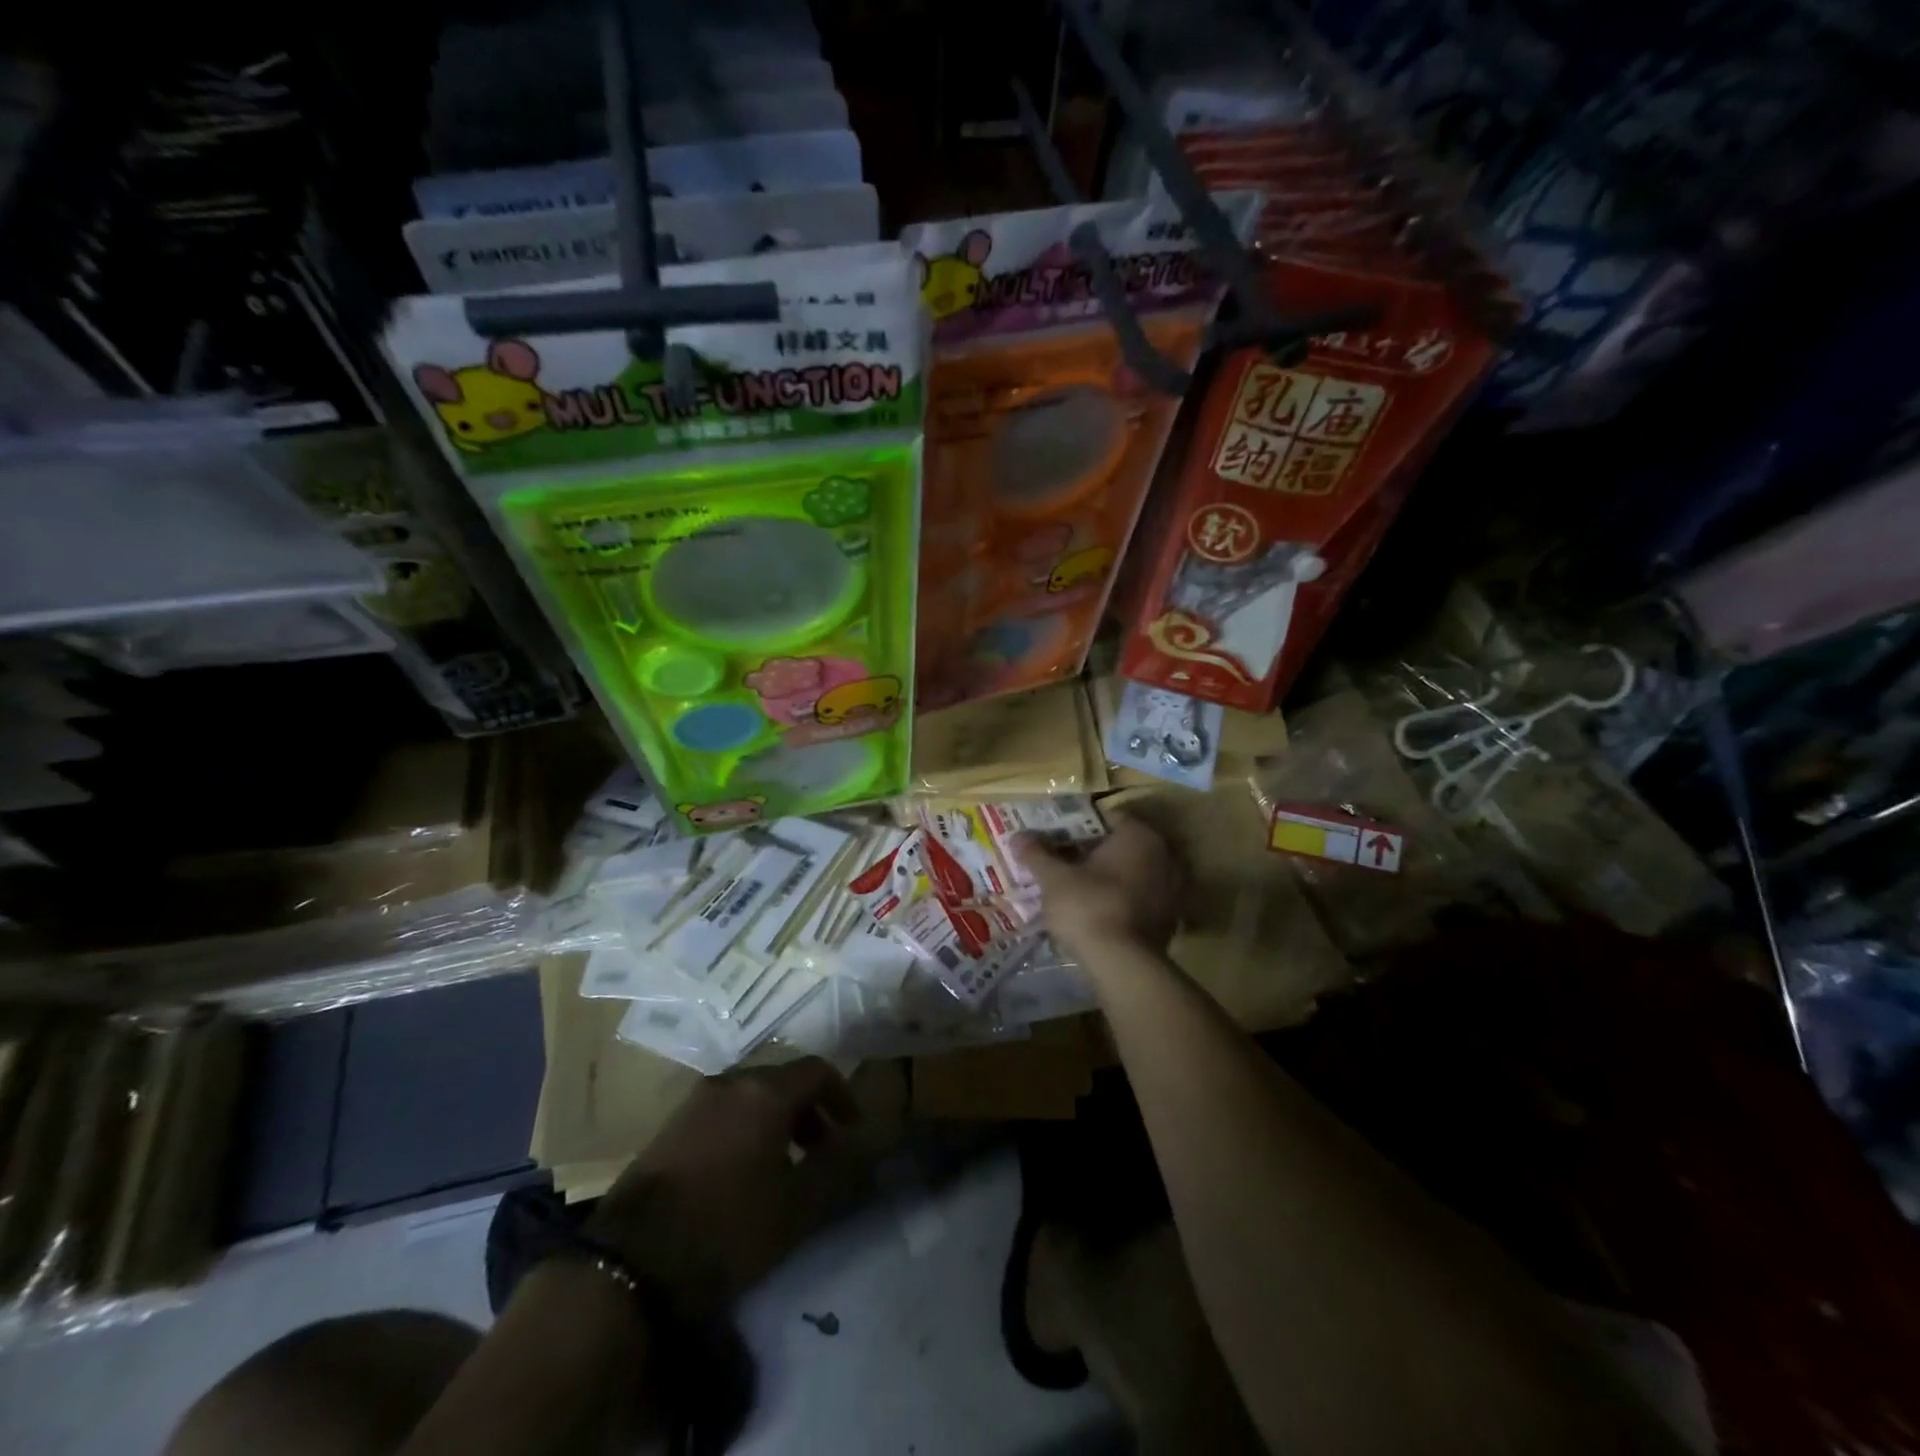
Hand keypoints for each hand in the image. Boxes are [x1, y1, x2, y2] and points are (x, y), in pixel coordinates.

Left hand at [585, 1059, 863, 1318]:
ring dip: (779, 1120)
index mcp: (765, 1091)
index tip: (853, 1134)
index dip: (844, 1097)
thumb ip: (838, 1167)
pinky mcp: (671, 1126)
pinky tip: (744, 1174)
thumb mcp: (796, 1206)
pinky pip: (725, 1111)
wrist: (629, 1264)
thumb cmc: (726, 1228)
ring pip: (753, 1095)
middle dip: (811, 1110)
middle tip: (823, 1153)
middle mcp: (732, 1082)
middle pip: (784, 1079)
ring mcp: (696, 1101)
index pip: (818, 1071)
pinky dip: (747, 1128)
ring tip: (785, 1168)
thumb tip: (865, 1142)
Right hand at [1014, 814, 1184, 959]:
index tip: (1054, 834)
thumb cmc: (1088, 907)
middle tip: (1061, 859)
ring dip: (1106, 876)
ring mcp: (1172, 888)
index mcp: (1138, 835)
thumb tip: (1017, 836)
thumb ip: (1037, 854)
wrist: (1123, 965)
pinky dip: (1119, 898)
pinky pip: (1139, 897)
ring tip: (1075, 886)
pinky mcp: (1170, 918)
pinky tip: (1095, 910)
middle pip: (1119, 845)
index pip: (1105, 817)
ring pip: (1131, 872)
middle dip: (1090, 851)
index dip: (1076, 824)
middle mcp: (1163, 855)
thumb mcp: (1054, 879)